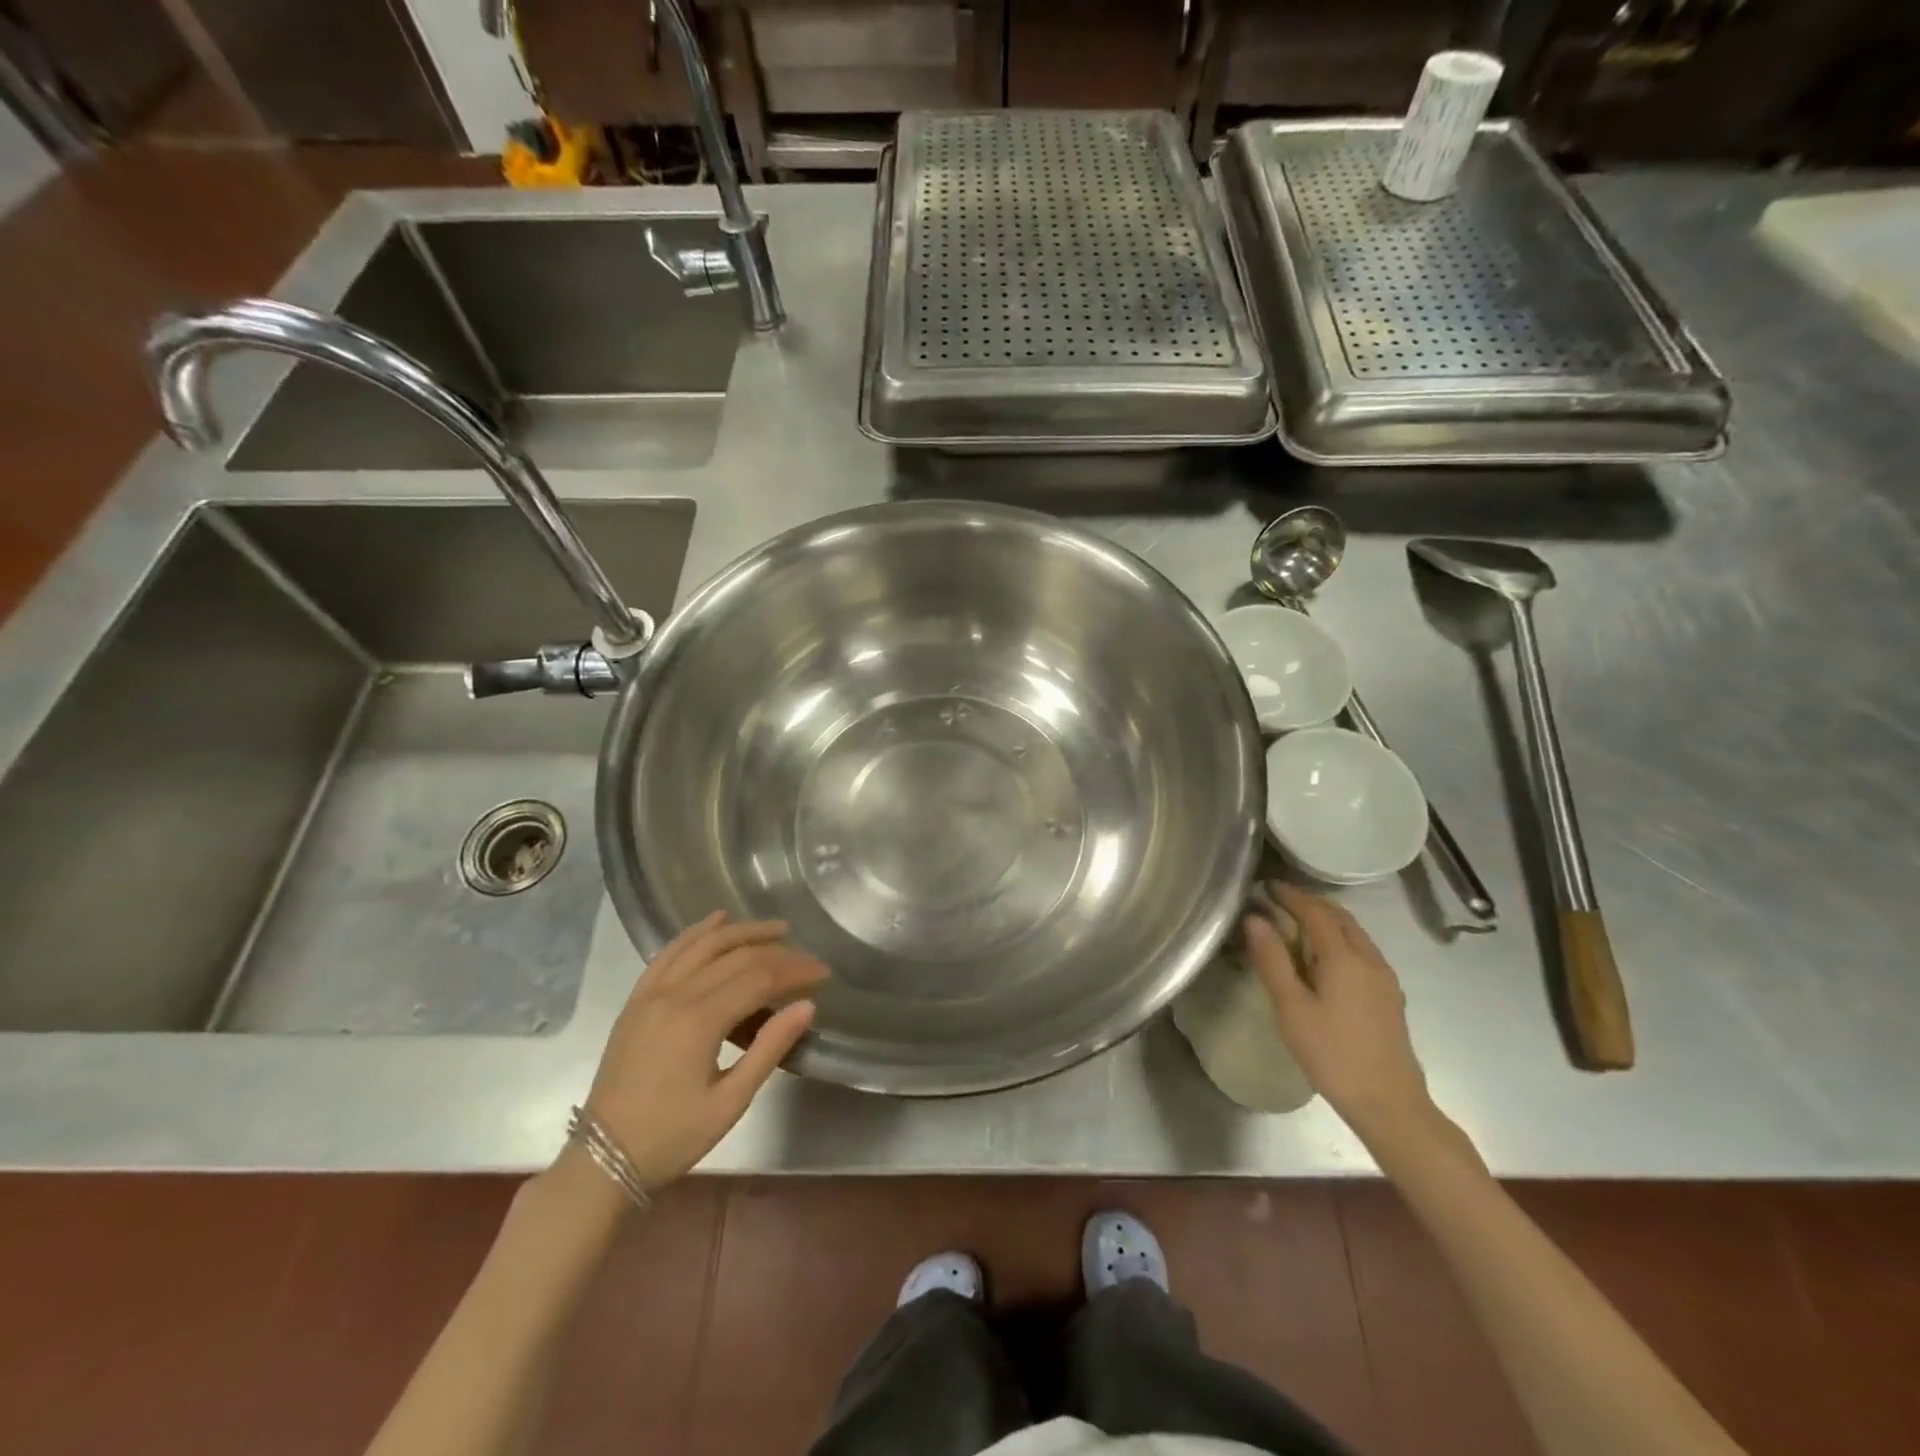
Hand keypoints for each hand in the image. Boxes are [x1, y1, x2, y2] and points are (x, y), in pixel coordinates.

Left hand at [582, 912, 828, 1189]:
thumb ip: (769, 1048)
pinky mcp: (637, 999)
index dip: (795, 970)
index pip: (759, 978)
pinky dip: (696, 932)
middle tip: (808, 958)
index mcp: (699, 1022)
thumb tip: (807, 1005)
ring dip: (742, 931)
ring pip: (703, 944)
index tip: (824, 973)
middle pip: (736, 957)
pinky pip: (668, 952)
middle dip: (778, 953)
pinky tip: (717, 920)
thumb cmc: (673, 1137)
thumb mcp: (730, 1102)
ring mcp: (651, 993)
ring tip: (776, 929)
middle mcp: (674, 995)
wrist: (602, 1161)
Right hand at [1243, 884, 1431, 1139]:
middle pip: (1340, 917)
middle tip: (1280, 899)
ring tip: (1297, 922)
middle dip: (1310, 902)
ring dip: (1327, 919)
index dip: (1291, 895)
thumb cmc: (1332, 1054)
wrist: (1389, 1103)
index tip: (1267, 885)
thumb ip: (1272, 959)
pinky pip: (1362, 950)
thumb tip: (1255, 918)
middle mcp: (1369, 959)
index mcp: (1344, 957)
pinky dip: (1339, 938)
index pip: (1315, 912)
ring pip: (1355, 933)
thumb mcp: (1291, 1007)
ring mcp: (1384, 978)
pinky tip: (1324, 956)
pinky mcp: (1389, 995)